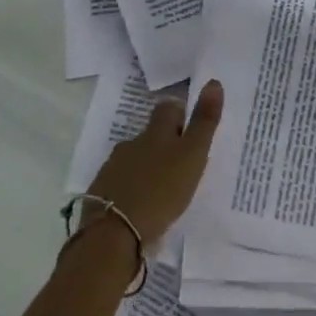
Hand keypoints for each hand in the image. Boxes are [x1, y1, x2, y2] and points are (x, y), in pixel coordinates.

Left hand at [82, 81, 224, 244]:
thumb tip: (213, 82)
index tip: (192, 126)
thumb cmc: (161, 191)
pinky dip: (134, 189)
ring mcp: (113, 169)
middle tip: (184, 161)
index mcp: (155, 133)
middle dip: (165, 143)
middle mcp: (131, 144)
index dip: (180, 113)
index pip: (168, 109)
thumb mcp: (192, 155)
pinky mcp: (102, 194)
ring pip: (135, 159)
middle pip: (150, 134)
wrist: (114, 234)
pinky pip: (122, 184)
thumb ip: (204, 121)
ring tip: (165, 188)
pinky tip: (144, 206)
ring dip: (149, 168)